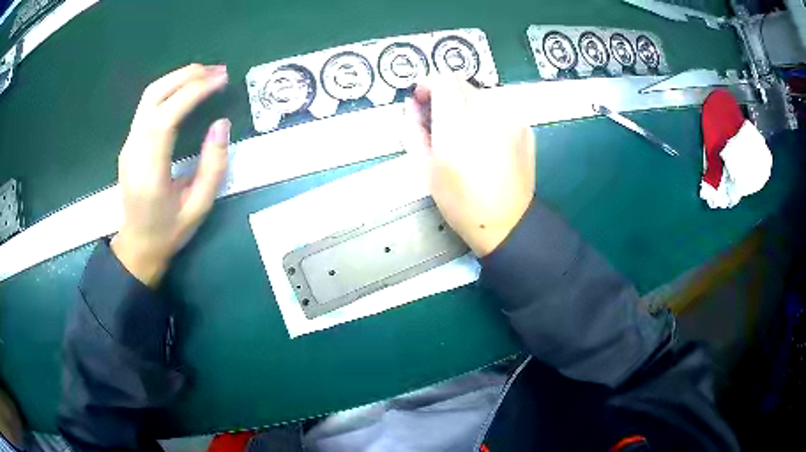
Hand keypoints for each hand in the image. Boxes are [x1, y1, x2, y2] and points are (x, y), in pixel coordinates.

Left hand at [111, 64, 229, 286]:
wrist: (137, 246)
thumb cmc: (168, 231)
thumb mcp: (199, 206)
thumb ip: (213, 165)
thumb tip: (221, 123)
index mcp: (149, 171)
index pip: (167, 116)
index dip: (194, 92)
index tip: (221, 80)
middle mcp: (133, 150)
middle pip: (154, 96)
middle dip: (187, 76)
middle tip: (217, 71)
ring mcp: (128, 144)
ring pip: (149, 96)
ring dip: (178, 78)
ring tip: (206, 75)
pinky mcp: (130, 142)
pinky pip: (148, 105)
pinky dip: (170, 89)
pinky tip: (187, 91)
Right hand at [405, 75, 535, 256]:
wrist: (506, 222)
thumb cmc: (460, 202)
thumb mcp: (424, 168)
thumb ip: (413, 130)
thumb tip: (413, 106)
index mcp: (458, 123)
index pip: (443, 80)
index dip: (429, 85)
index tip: (422, 100)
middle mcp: (488, 112)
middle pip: (462, 84)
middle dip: (447, 97)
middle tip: (441, 122)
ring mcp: (511, 117)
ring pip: (481, 95)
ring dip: (467, 106)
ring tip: (464, 135)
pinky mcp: (524, 126)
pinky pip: (499, 109)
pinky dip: (487, 116)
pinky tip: (486, 141)